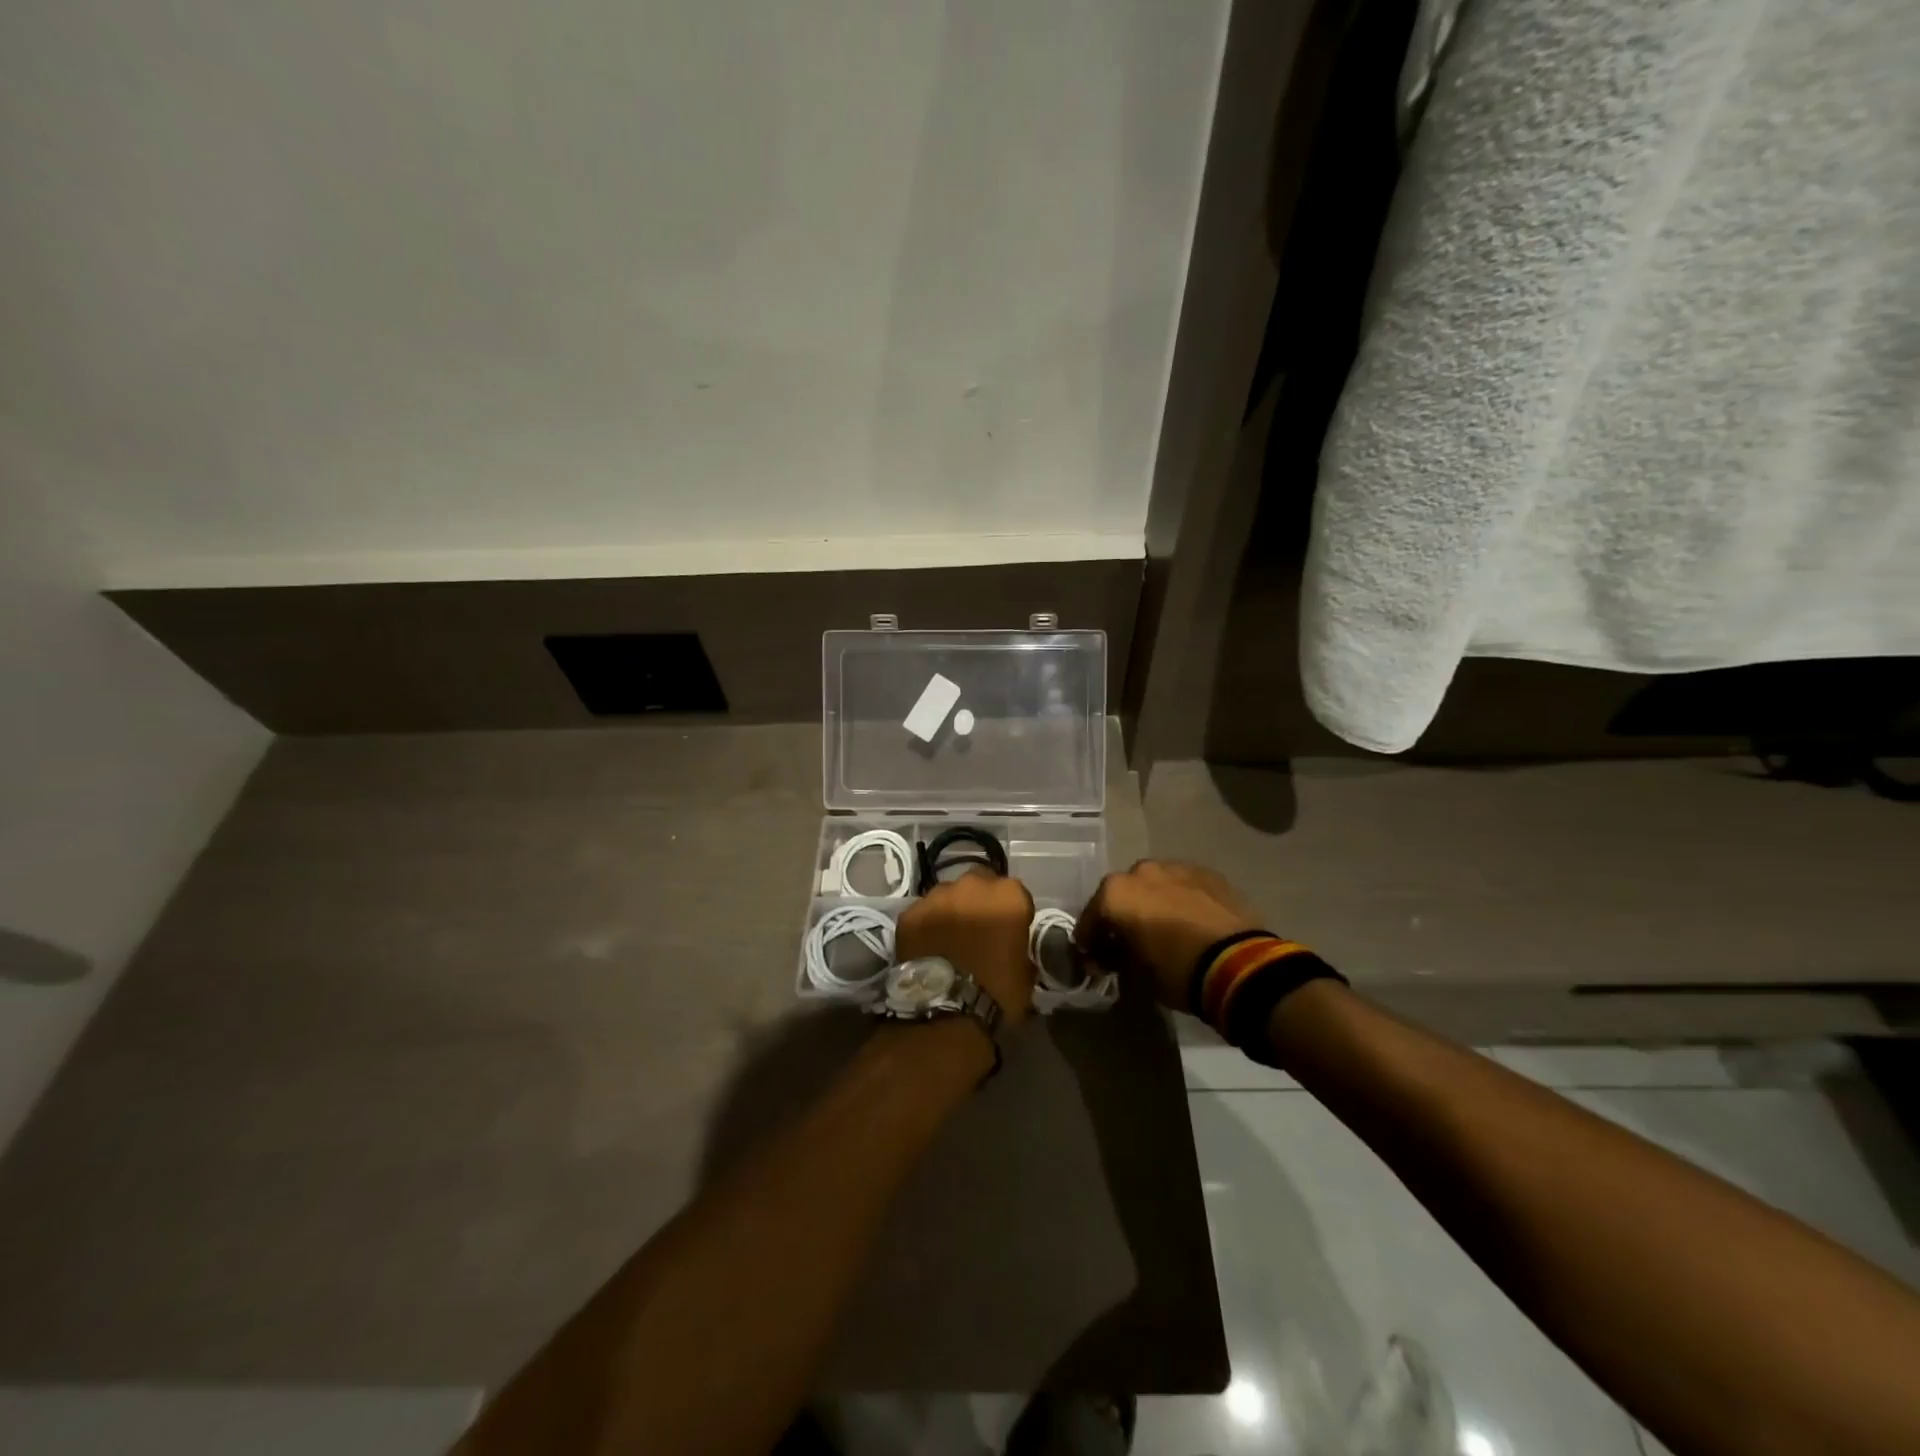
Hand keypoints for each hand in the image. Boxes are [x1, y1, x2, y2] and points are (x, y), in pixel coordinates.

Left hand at [894, 870, 1036, 1026]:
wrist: (946, 1008)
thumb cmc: (996, 991)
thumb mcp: (1026, 974)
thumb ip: (1022, 952)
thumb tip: (1015, 952)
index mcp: (1009, 896)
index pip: (1016, 895)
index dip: (1012, 913)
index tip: (1008, 931)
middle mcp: (973, 884)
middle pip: (980, 885)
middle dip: (980, 901)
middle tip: (978, 929)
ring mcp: (938, 895)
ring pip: (948, 895)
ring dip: (952, 909)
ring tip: (950, 938)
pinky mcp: (910, 911)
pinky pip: (923, 912)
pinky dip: (927, 924)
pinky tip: (928, 945)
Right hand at [1075, 860, 1262, 1010]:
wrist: (1239, 964)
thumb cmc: (1176, 970)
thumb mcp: (1135, 974)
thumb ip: (1115, 958)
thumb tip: (1108, 956)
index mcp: (1116, 893)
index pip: (1090, 918)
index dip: (1090, 943)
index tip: (1095, 961)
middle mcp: (1141, 871)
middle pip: (1122, 894)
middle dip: (1122, 916)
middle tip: (1130, 942)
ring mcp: (1177, 867)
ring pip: (1154, 885)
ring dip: (1152, 903)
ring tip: (1164, 930)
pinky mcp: (1208, 873)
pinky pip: (1183, 886)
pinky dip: (1180, 900)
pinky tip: (1190, 922)